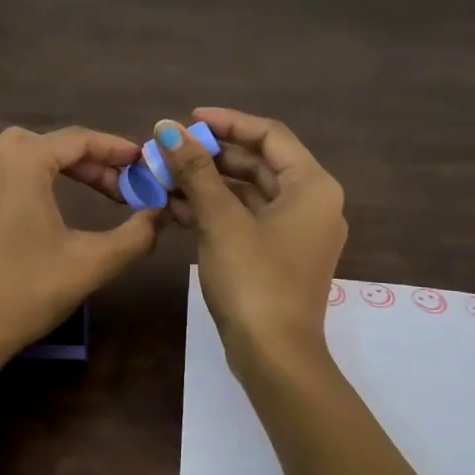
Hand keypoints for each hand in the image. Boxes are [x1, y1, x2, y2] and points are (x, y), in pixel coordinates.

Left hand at [0, 126, 158, 460]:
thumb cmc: (30, 292)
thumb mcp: (93, 262)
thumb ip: (136, 234)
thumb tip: (161, 214)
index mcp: (25, 162)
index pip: (79, 141)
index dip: (115, 150)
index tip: (142, 164)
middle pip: (48, 143)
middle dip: (88, 160)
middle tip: (118, 190)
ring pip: (9, 147)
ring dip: (46, 157)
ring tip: (74, 180)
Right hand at [162, 111, 421, 474]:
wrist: (274, 356)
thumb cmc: (254, 280)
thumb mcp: (221, 220)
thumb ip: (195, 170)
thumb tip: (166, 128)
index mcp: (311, 186)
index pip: (269, 135)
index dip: (227, 122)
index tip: (187, 119)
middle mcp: (311, 203)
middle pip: (258, 163)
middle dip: (211, 155)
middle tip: (168, 151)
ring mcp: (295, 233)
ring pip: (248, 193)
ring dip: (208, 184)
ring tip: (163, 178)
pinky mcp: (278, 257)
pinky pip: (246, 220)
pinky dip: (215, 211)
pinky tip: (175, 208)